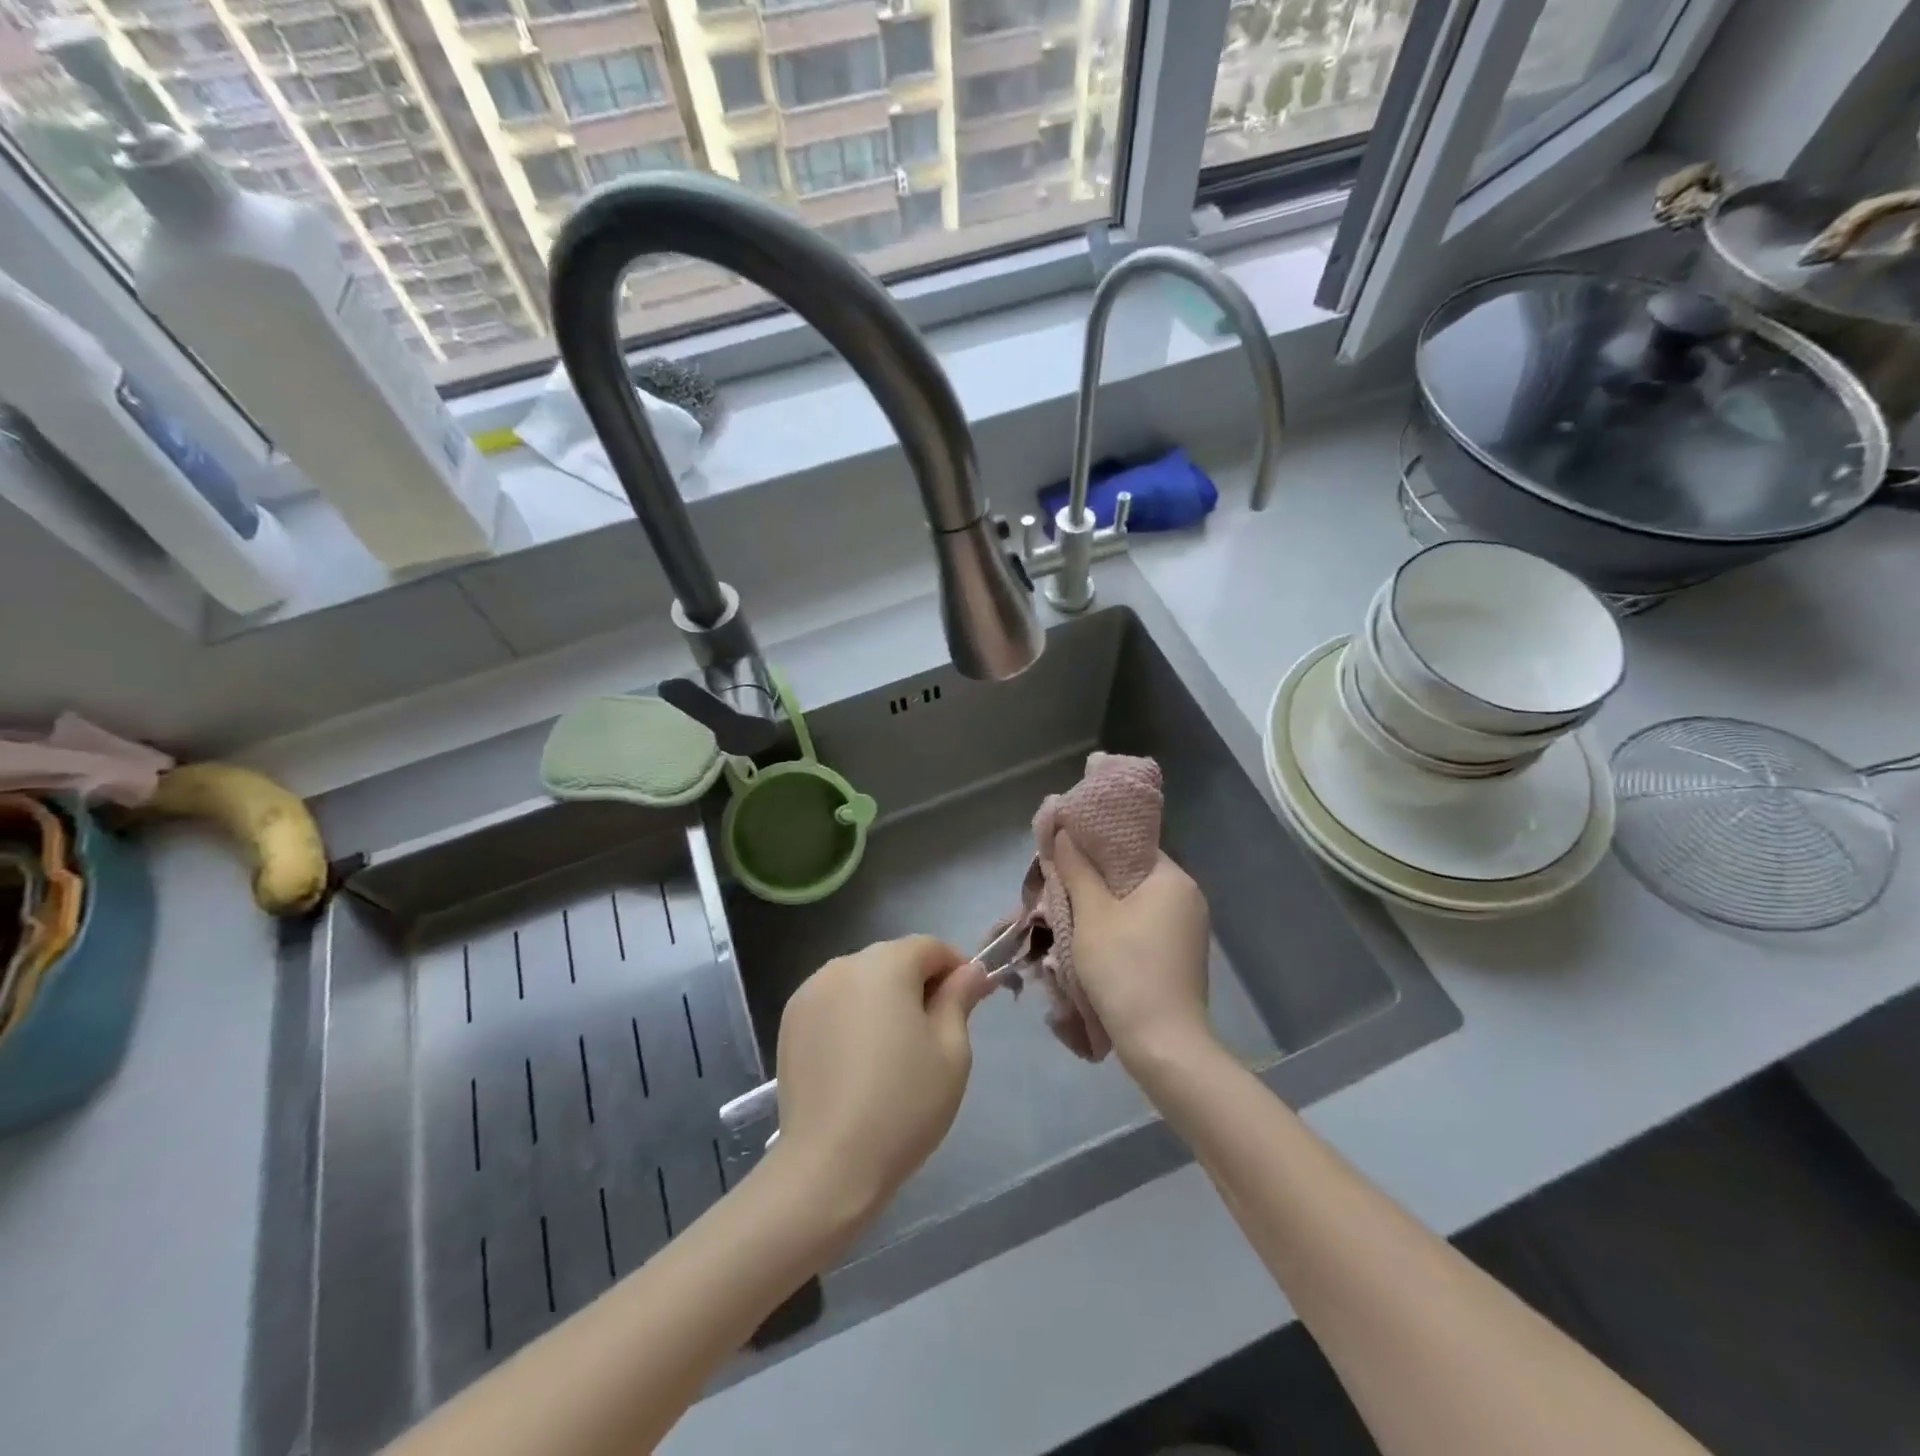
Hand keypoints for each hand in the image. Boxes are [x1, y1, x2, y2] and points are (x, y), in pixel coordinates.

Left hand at [770, 935, 992, 1223]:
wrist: (828, 1164)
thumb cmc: (903, 1103)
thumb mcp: (952, 1051)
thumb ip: (959, 999)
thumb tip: (970, 971)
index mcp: (885, 964)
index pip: (930, 947)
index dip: (956, 968)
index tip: (970, 1002)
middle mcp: (843, 965)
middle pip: (893, 960)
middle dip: (919, 983)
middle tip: (937, 1031)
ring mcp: (810, 993)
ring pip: (862, 981)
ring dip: (884, 999)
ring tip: (896, 1049)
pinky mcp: (790, 1022)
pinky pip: (835, 1003)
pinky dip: (853, 1016)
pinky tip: (860, 1059)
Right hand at [1053, 832, 1214, 1069]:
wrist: (1163, 1045)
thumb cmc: (1125, 968)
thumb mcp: (1092, 915)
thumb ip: (1078, 869)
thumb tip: (1065, 832)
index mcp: (1173, 879)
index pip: (1129, 845)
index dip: (1093, 843)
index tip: (1062, 850)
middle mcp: (1187, 898)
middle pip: (1130, 874)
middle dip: (1092, 878)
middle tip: (1057, 883)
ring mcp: (1187, 930)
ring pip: (1133, 904)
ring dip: (1101, 907)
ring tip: (1065, 911)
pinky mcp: (1179, 957)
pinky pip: (1141, 928)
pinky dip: (1116, 929)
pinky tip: (1089, 940)